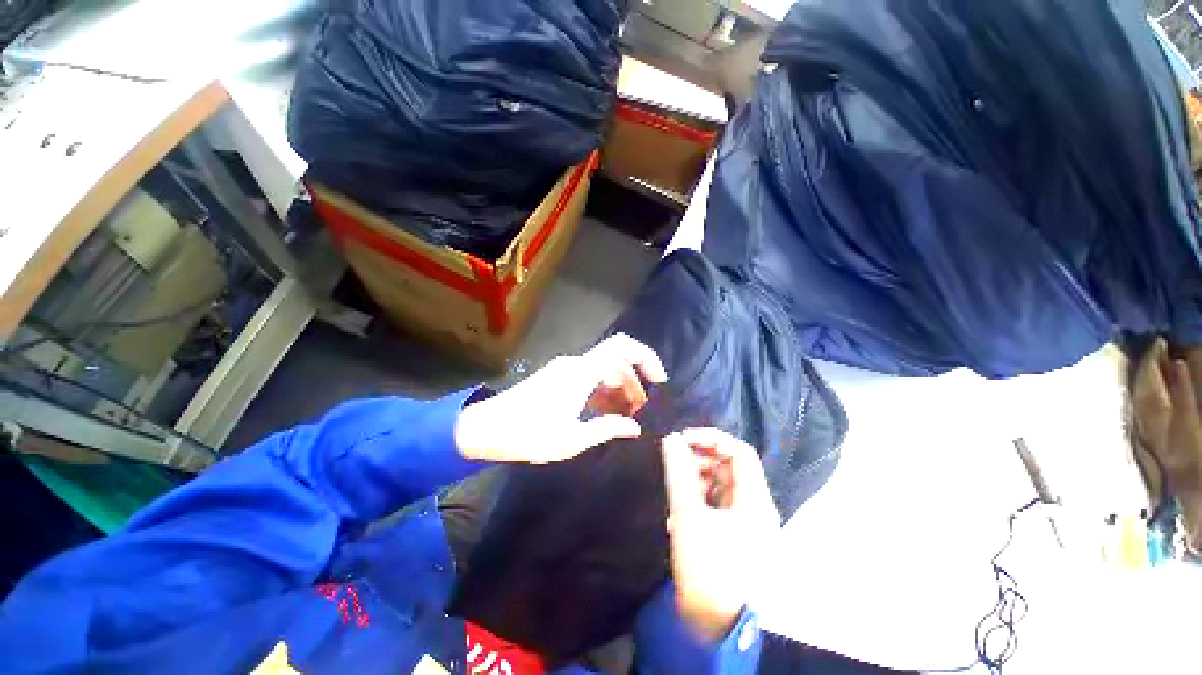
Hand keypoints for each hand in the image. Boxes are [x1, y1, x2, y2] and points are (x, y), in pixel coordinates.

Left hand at [455, 333, 667, 463]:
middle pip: (615, 362)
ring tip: (625, 417)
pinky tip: (603, 413)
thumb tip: (634, 427)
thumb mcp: (572, 438)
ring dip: (617, 389)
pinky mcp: (556, 378)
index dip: (645, 357)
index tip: (658, 381)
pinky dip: (602, 391)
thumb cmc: (529, 435)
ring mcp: (564, 370)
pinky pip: (588, 378)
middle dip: (633, 383)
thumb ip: (606, 428)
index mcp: (581, 373)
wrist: (485, 429)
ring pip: (602, 371)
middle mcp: (575, 365)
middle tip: (640, 412)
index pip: (621, 347)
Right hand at [661, 428, 780, 642]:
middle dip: (702, 458)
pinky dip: (700, 497)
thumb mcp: (688, 515)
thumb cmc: (708, 567)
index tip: (683, 439)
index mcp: (755, 500)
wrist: (717, 630)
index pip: (739, 452)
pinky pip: (718, 505)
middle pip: (731, 468)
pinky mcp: (735, 537)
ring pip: (723, 486)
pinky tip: (680, 505)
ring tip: (674, 482)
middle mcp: (756, 507)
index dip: (711, 439)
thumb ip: (679, 472)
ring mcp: (747, 524)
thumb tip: (670, 439)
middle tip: (674, 458)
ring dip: (698, 477)